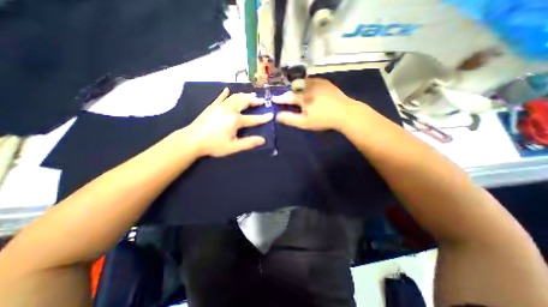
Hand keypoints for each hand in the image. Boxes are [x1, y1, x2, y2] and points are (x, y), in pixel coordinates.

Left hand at [184, 87, 271, 156]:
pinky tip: (228, 90)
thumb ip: (248, 143)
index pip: (253, 118)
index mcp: (235, 120)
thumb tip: (263, 140)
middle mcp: (229, 110)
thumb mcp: (233, 147)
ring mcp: (220, 106)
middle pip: (245, 102)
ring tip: (251, 95)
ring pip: (235, 97)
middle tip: (262, 100)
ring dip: (244, 95)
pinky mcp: (212, 106)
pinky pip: (220, 97)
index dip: (263, 117)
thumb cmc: (214, 145)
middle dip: (254, 100)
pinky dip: (225, 93)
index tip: (271, 114)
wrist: (192, 140)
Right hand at [273, 77, 357, 130]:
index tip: (273, 99)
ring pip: (302, 83)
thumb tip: (277, 116)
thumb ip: (289, 119)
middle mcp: (308, 86)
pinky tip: (308, 89)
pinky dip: (306, 85)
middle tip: (285, 98)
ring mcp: (318, 82)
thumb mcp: (304, 122)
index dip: (279, 99)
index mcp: (302, 96)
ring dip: (297, 88)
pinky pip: (311, 81)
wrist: (346, 112)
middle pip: (294, 88)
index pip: (287, 97)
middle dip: (288, 93)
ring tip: (295, 93)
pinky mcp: (325, 82)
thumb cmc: (323, 119)